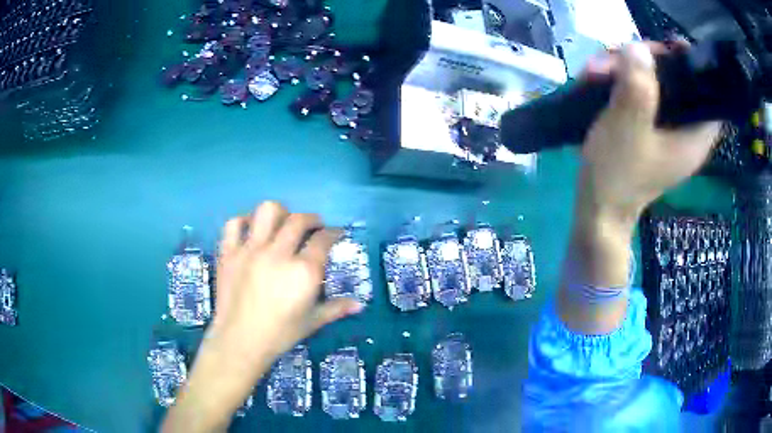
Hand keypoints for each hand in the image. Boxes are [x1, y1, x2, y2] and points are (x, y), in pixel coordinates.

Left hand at [162, 202, 362, 432]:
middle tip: (313, 227)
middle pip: (299, 220)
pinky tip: (251, 231)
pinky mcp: (229, 252)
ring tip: (282, 224)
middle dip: (312, 219)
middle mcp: (278, 253)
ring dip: (280, 213)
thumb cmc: (280, 334)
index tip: (336, 233)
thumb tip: (360, 304)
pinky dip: (244, 222)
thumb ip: (336, 308)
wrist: (240, 341)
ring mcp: (251, 250)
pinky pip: (234, 224)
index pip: (323, 239)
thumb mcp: (312, 322)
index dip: (333, 232)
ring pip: (267, 211)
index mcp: (303, 271)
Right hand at [580, 42, 721, 220]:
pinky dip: (623, 84)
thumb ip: (637, 87)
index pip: (707, 93)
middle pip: (678, 81)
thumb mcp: (627, 128)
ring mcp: (667, 132)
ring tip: (596, 71)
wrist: (598, 211)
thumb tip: (638, 49)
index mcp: (694, 137)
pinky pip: (643, 96)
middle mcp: (686, 132)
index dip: (692, 65)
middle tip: (618, 56)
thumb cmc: (617, 175)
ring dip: (627, 71)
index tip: (668, 46)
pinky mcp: (650, 132)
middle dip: (647, 62)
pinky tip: (600, 81)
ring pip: (656, 85)